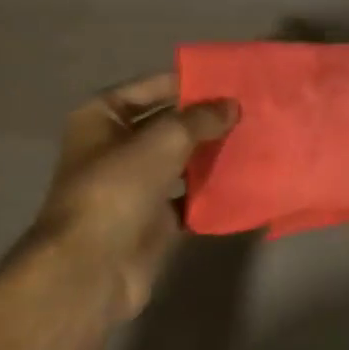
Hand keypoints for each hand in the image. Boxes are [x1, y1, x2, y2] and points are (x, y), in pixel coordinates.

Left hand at [28, 72, 238, 319]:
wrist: (91, 269)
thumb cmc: (118, 188)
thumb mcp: (164, 140)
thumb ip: (200, 119)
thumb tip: (232, 106)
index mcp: (102, 117)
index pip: (152, 87)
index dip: (189, 82)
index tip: (232, 80)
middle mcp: (115, 146)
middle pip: (169, 124)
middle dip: (206, 119)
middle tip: (252, 109)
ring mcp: (134, 184)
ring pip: (181, 160)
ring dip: (212, 153)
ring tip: (256, 138)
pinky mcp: (153, 219)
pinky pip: (189, 197)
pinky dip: (212, 191)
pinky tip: (246, 178)